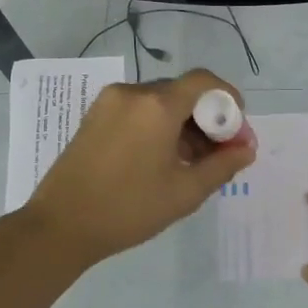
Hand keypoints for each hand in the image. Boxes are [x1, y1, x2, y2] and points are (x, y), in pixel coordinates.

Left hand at [26, 69, 257, 266]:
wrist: (60, 226)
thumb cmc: (129, 208)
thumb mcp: (185, 191)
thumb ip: (222, 165)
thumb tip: (246, 149)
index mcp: (157, 106)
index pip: (204, 81)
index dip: (228, 98)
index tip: (237, 129)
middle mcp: (132, 93)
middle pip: (182, 92)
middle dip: (207, 118)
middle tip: (220, 152)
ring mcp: (109, 103)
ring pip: (160, 102)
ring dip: (183, 124)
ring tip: (192, 162)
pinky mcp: (94, 117)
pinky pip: (138, 111)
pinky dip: (158, 126)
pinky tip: (163, 159)